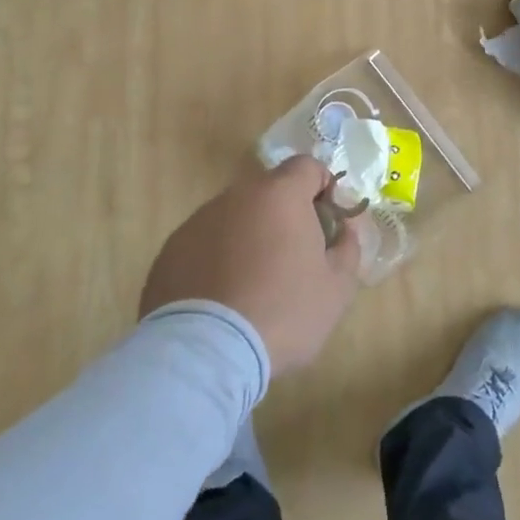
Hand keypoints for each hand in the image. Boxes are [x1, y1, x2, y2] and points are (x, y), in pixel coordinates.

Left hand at [140, 156, 372, 376]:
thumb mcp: (337, 288)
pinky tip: (221, 299)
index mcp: (280, 194)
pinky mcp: (171, 250)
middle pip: (269, 192)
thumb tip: (344, 228)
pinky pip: (205, 244)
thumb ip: (348, 247)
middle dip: (285, 216)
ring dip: (249, 237)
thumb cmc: (283, 313)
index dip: (322, 188)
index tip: (326, 223)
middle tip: (293, 259)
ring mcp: (198, 220)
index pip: (307, 166)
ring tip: (253, 286)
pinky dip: (217, 260)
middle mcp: (236, 195)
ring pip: (235, 217)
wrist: (205, 353)